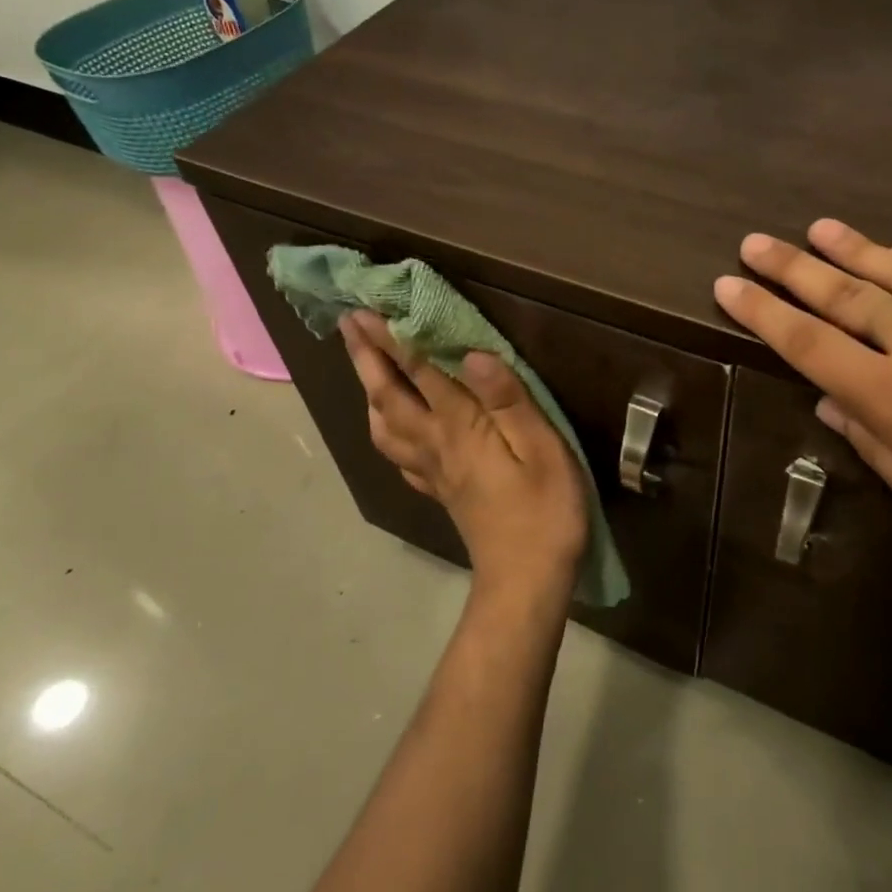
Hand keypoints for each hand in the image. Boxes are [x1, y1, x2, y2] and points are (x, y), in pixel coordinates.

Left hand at [339, 312, 588, 605]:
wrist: (526, 581)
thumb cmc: (544, 511)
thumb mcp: (542, 449)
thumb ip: (509, 399)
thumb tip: (473, 354)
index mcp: (460, 428)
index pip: (419, 373)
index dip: (392, 339)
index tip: (365, 310)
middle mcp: (436, 444)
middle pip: (390, 396)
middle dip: (368, 357)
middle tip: (348, 325)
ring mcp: (433, 471)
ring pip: (385, 427)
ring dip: (369, 393)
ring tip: (364, 370)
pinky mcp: (440, 491)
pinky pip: (400, 456)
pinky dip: (386, 433)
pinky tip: (391, 428)